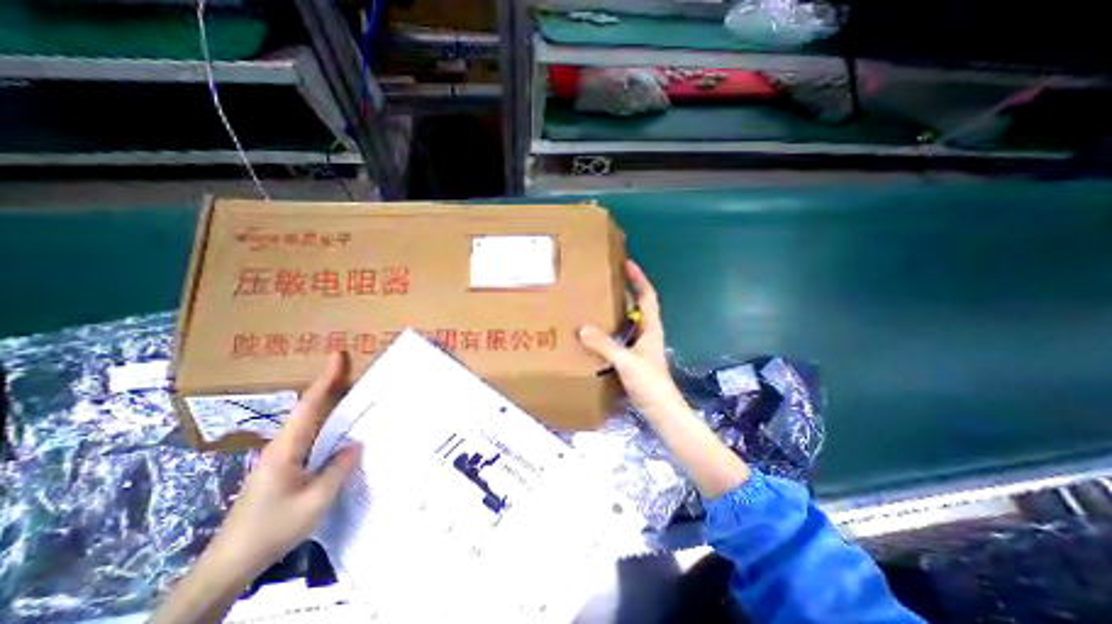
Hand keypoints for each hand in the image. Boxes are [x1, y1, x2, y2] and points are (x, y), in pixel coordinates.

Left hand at [204, 355, 363, 581]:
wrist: (230, 564)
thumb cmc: (273, 528)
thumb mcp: (316, 500)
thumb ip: (338, 468)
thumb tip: (355, 443)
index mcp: (287, 448)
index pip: (310, 405)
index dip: (326, 379)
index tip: (337, 355)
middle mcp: (283, 445)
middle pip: (310, 407)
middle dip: (330, 385)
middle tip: (354, 368)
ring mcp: (281, 456)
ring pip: (310, 421)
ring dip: (329, 402)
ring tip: (353, 389)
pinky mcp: (284, 467)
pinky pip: (311, 436)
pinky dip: (327, 422)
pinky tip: (341, 426)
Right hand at [582, 259, 686, 418]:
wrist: (659, 408)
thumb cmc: (649, 382)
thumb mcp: (626, 361)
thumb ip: (605, 345)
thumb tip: (582, 328)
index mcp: (650, 327)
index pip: (647, 295)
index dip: (638, 278)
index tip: (627, 263)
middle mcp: (646, 331)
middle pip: (637, 304)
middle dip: (625, 290)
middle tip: (605, 280)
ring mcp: (640, 344)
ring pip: (628, 320)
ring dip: (616, 309)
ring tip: (597, 301)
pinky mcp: (633, 356)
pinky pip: (620, 335)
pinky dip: (610, 328)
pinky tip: (596, 331)